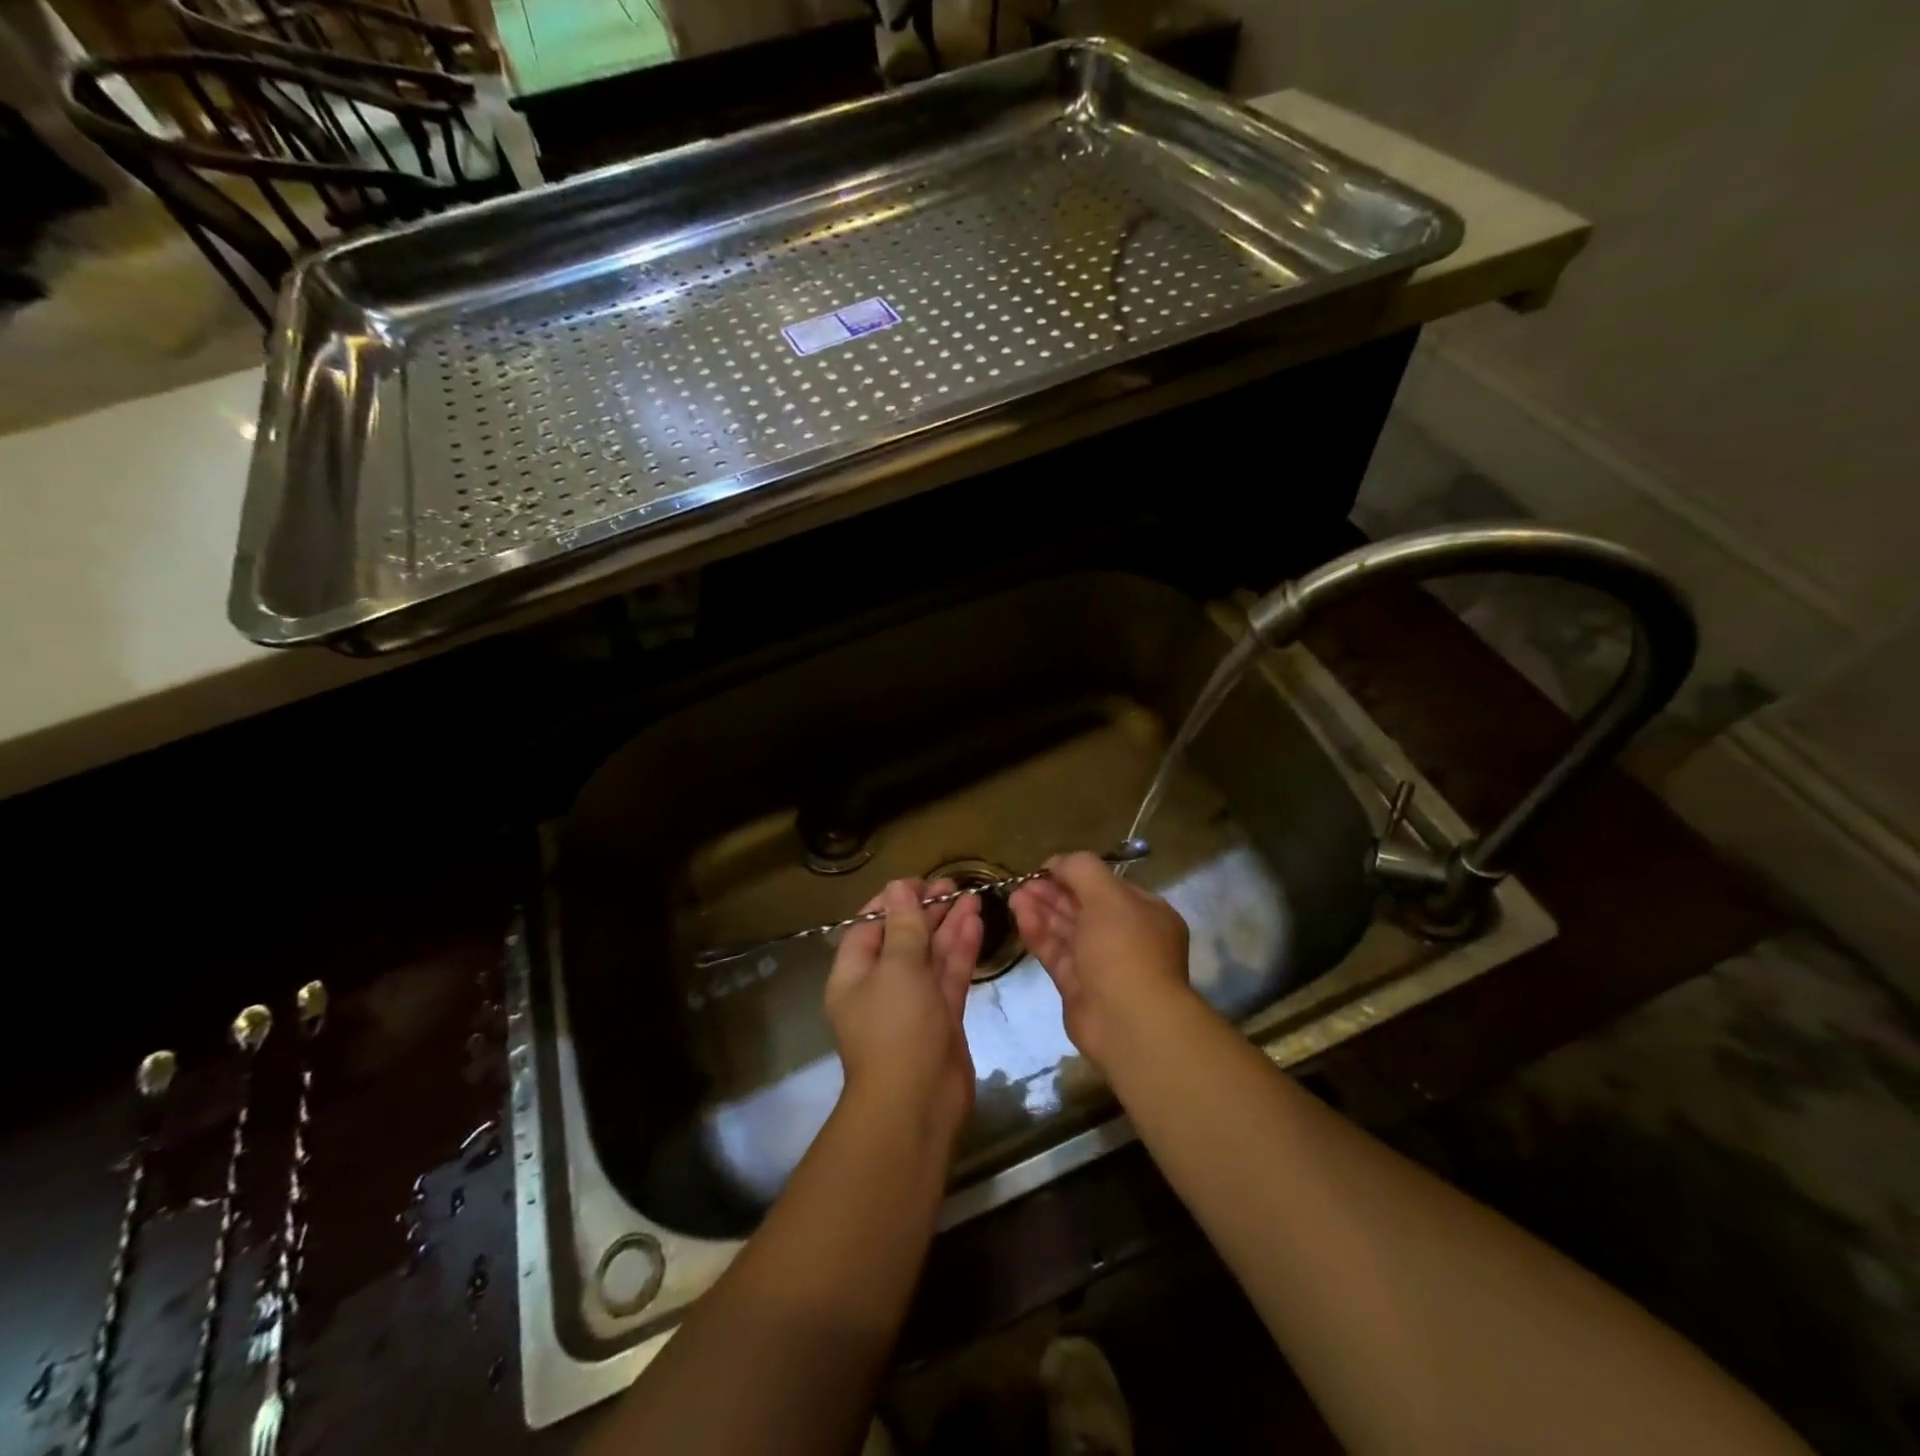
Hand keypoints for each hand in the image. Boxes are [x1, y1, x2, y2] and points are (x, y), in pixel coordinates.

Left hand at [825, 879, 982, 1142]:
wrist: (916, 1104)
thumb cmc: (896, 1028)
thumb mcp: (897, 968)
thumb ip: (904, 926)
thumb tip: (898, 887)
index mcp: (854, 975)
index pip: (869, 926)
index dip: (893, 901)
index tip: (920, 882)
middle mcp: (880, 986)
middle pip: (903, 938)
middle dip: (927, 911)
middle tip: (953, 885)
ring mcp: (913, 1003)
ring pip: (931, 956)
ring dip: (949, 926)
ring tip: (972, 896)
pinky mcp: (941, 1018)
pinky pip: (949, 976)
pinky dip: (961, 950)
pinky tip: (976, 923)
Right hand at [1009, 853, 1193, 1071]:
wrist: (1129, 1022)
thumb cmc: (1125, 949)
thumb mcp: (1108, 897)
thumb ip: (1081, 870)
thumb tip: (1057, 861)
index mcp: (1145, 914)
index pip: (1106, 886)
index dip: (1075, 874)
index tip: (1045, 868)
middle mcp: (1126, 937)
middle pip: (1083, 907)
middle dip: (1052, 893)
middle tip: (1023, 883)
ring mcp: (1101, 964)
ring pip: (1067, 931)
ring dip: (1041, 911)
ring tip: (1014, 896)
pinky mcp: (1078, 987)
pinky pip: (1057, 954)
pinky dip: (1039, 935)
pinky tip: (1020, 917)